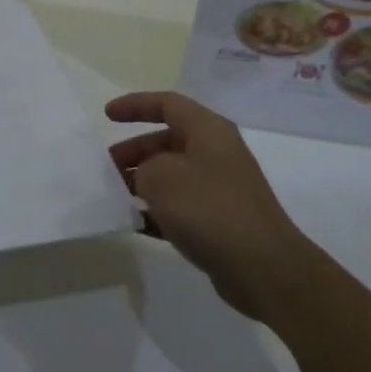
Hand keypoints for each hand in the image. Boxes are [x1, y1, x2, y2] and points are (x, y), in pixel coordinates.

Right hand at [106, 91, 300, 320]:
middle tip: (107, 167)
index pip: (167, 104)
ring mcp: (220, 188)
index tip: (106, 116)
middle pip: (167, 141)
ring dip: (142, 182)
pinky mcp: (220, 221)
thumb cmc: (208, 207)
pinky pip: (181, 207)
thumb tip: (145, 178)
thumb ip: (142, 169)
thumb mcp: (160, 177)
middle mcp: (216, 153)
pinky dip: (157, 211)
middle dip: (134, 151)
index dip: (135, 105)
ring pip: (172, 175)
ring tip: (114, 196)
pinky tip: (134, 224)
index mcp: (207, 130)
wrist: (263, 268)